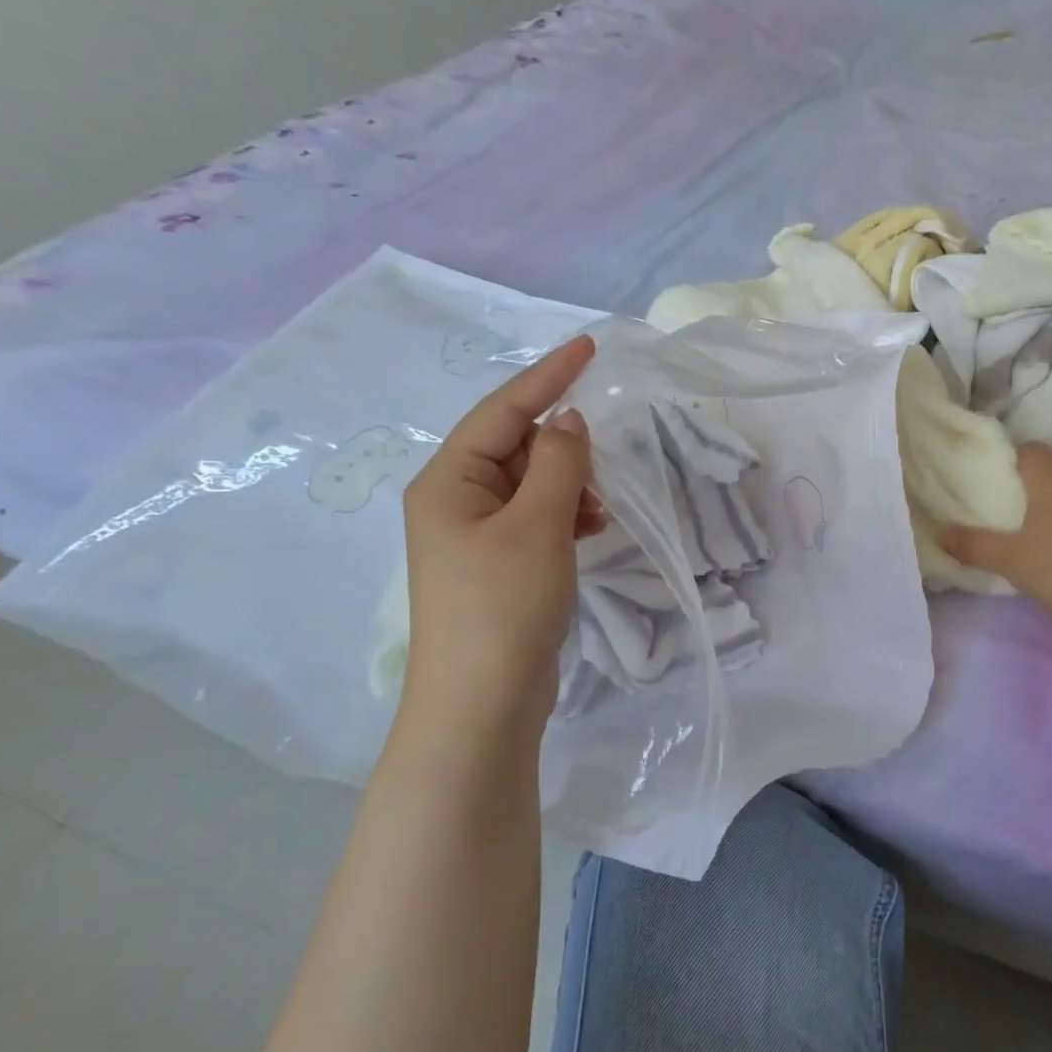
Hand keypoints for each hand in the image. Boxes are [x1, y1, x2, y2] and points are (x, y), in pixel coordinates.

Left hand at [399, 335, 605, 744]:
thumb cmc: (503, 606)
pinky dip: (564, 516)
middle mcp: (454, 501)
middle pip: (515, 447)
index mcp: (448, 481)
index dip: (547, 375)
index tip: (590, 346)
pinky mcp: (497, 566)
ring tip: (598, 512)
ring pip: (530, 486)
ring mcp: (474, 537)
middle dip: (563, 449)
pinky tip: (588, 530)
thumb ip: (557, 463)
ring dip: (568, 486)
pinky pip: (535, 519)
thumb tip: (568, 420)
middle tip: (604, 466)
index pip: (503, 410)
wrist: (481, 704)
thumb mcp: (537, 525)